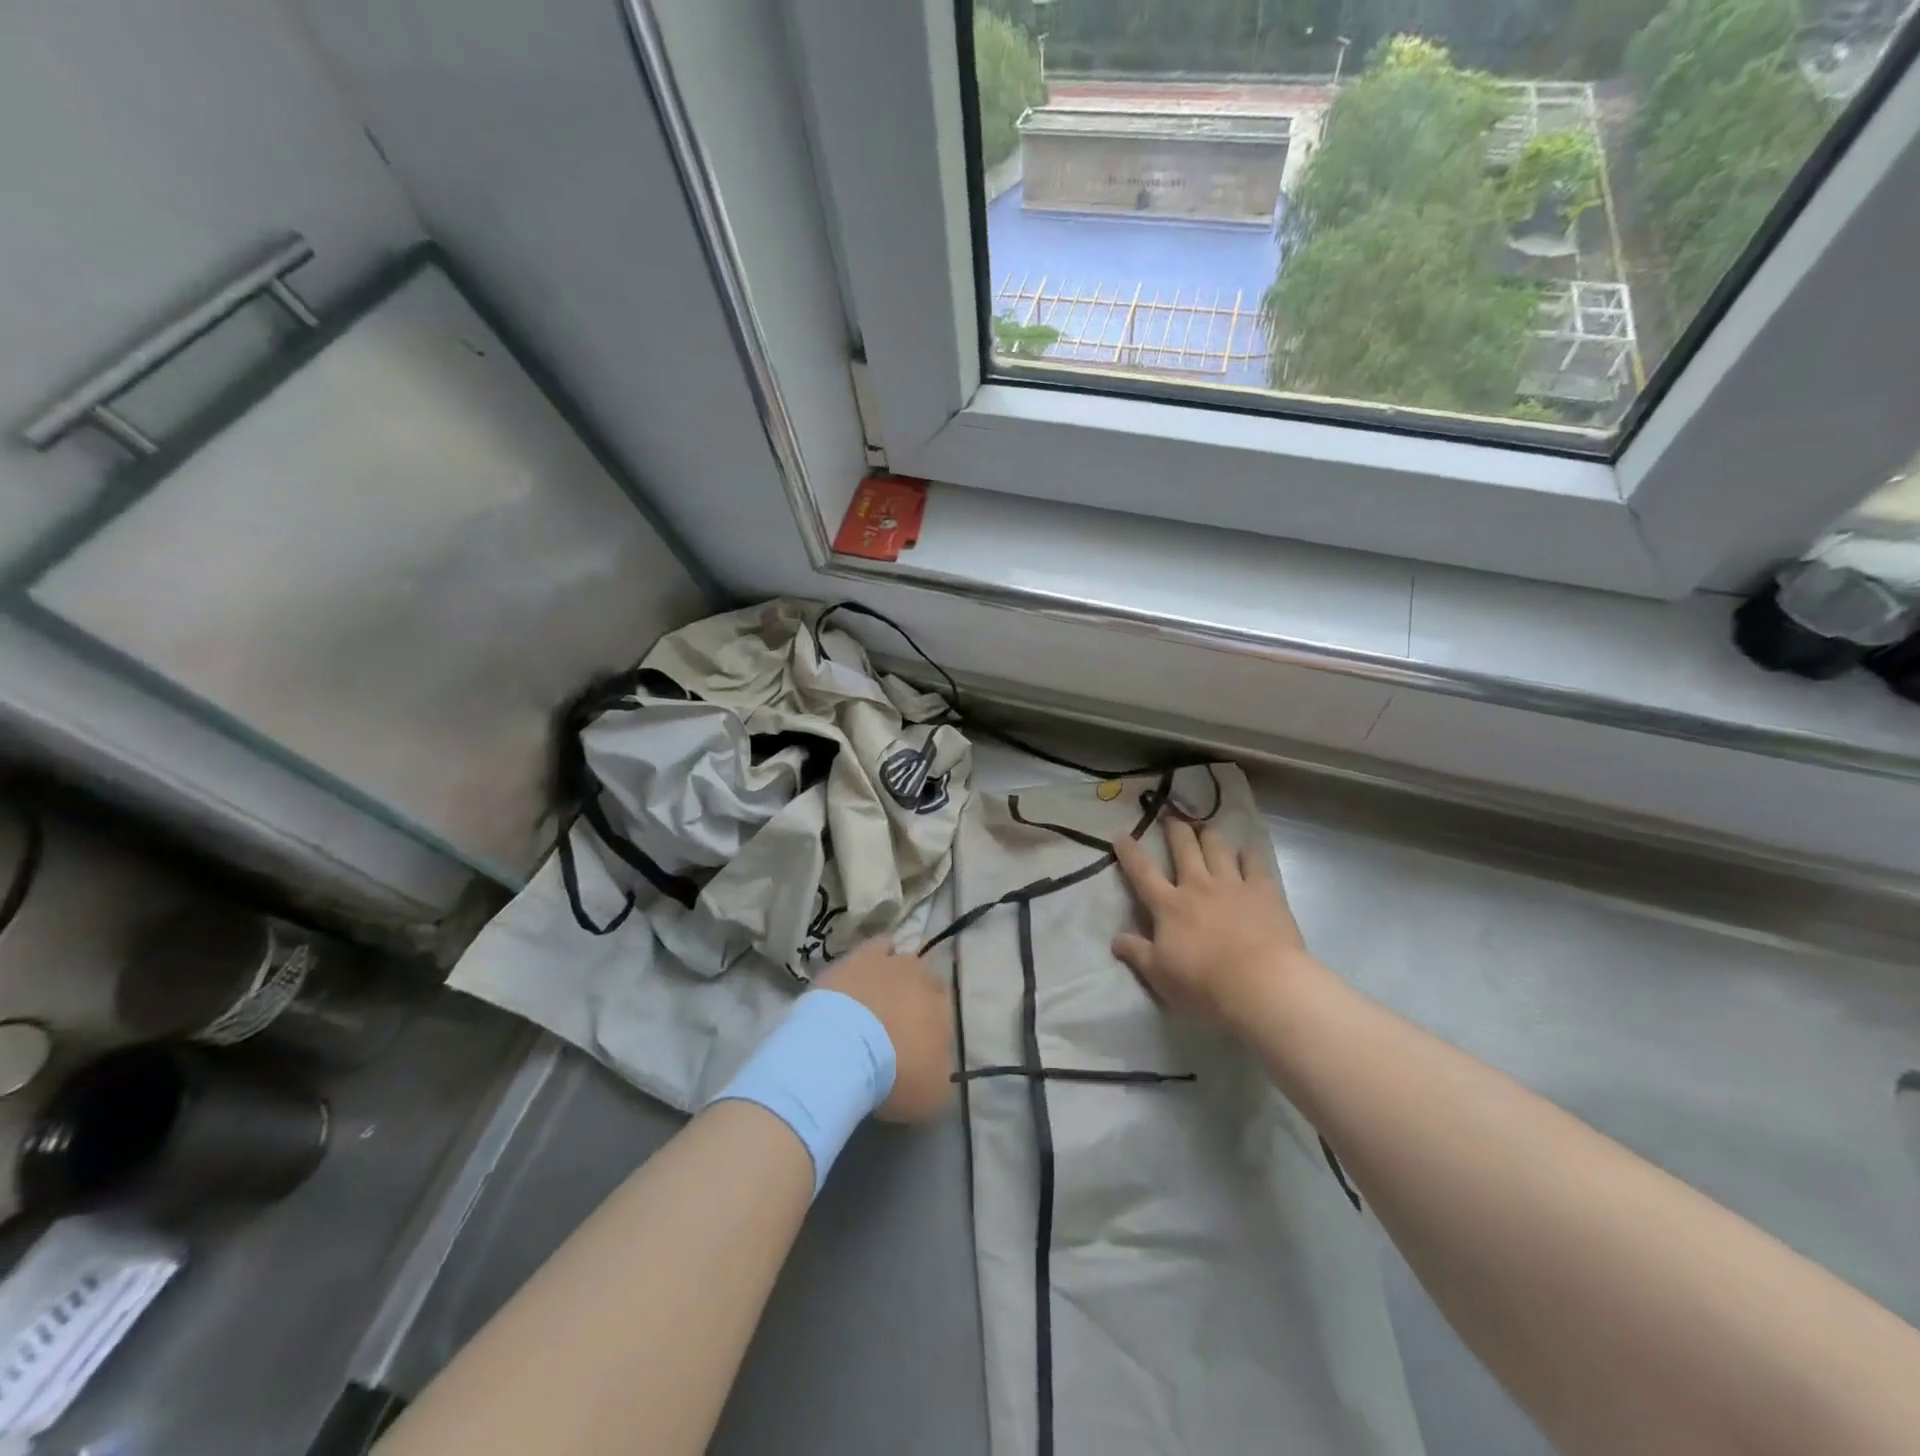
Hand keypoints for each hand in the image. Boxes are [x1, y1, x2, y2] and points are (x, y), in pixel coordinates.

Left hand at [816, 940, 953, 1121]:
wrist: (842, 1049)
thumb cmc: (893, 1075)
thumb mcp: (932, 1095)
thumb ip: (941, 1077)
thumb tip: (938, 1068)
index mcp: (944, 1010)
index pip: (945, 1010)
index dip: (931, 1025)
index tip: (917, 1043)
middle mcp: (923, 979)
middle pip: (924, 982)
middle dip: (914, 997)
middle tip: (896, 1022)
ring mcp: (891, 962)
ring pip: (901, 961)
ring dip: (894, 977)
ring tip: (877, 998)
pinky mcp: (859, 956)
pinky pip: (876, 947)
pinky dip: (875, 957)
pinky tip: (864, 972)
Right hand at [1111, 819, 1313, 1032]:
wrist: (1260, 984)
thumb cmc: (1203, 983)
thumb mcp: (1159, 975)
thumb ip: (1137, 953)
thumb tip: (1115, 939)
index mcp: (1169, 906)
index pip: (1142, 872)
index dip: (1130, 852)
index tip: (1122, 834)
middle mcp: (1198, 886)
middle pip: (1183, 848)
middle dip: (1174, 829)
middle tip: (1169, 817)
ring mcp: (1232, 884)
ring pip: (1217, 848)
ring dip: (1209, 834)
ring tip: (1205, 826)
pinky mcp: (1264, 891)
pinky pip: (1255, 862)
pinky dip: (1249, 853)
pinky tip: (1247, 849)